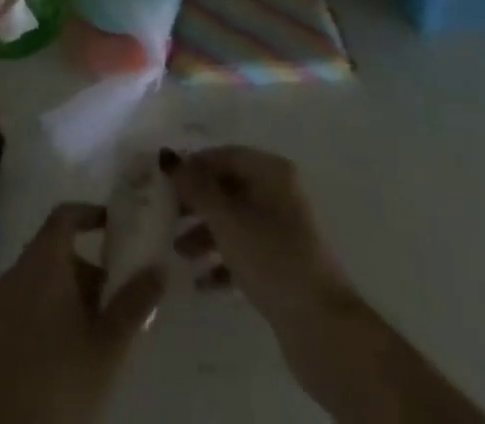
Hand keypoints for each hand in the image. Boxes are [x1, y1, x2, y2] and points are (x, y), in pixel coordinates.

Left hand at [0, 202, 164, 423]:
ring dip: (67, 289)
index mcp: (43, 261)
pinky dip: (47, 307)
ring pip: (39, 277)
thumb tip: (160, 268)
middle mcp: (17, 270)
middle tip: (113, 291)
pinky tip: (67, 344)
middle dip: (85, 264)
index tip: (112, 225)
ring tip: (96, 324)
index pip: (64, 216)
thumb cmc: (63, 379)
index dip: (89, 214)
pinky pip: (25, 301)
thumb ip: (135, 301)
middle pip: (53, 248)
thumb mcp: (109, 343)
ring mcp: (0, 301)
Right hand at [161, 146, 345, 326]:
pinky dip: (223, 261)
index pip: (224, 156)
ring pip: (235, 221)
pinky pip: (245, 251)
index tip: (164, 184)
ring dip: (205, 234)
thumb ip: (196, 188)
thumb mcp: (227, 220)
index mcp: (271, 171)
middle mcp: (279, 192)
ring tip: (180, 255)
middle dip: (197, 203)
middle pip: (228, 188)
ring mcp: (283, 230)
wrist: (321, 327)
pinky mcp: (283, 264)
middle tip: (166, 218)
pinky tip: (202, 282)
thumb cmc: (271, 259)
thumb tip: (168, 158)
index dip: (193, 166)